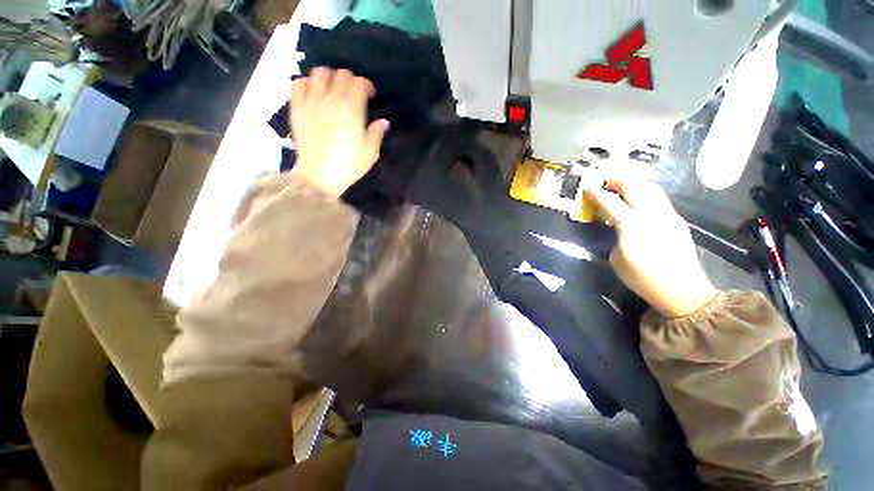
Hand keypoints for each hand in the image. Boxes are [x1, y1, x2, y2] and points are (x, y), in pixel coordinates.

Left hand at [289, 68, 389, 197]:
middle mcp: (332, 100)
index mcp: (352, 108)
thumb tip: (383, 122)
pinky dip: (303, 84)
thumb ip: (376, 134)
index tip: (367, 96)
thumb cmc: (345, 167)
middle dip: (347, 79)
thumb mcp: (369, 153)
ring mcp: (312, 103)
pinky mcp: (297, 110)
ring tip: (327, 88)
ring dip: (325, 77)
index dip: (366, 85)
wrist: (315, 179)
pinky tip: (309, 92)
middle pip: (341, 73)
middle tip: (347, 91)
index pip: (360, 81)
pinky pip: (297, 85)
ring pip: (319, 73)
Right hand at [586, 180, 717, 317]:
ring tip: (628, 190)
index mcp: (630, 223)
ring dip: (635, 184)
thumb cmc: (646, 280)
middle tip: (607, 183)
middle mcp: (647, 210)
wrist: (681, 287)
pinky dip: (649, 196)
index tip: (588, 187)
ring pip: (648, 186)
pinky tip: (647, 207)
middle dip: (615, 180)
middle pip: (629, 183)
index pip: (608, 201)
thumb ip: (616, 241)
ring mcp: (664, 211)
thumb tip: (619, 232)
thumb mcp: (619, 264)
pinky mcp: (676, 217)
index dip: (595, 192)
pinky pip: (660, 199)